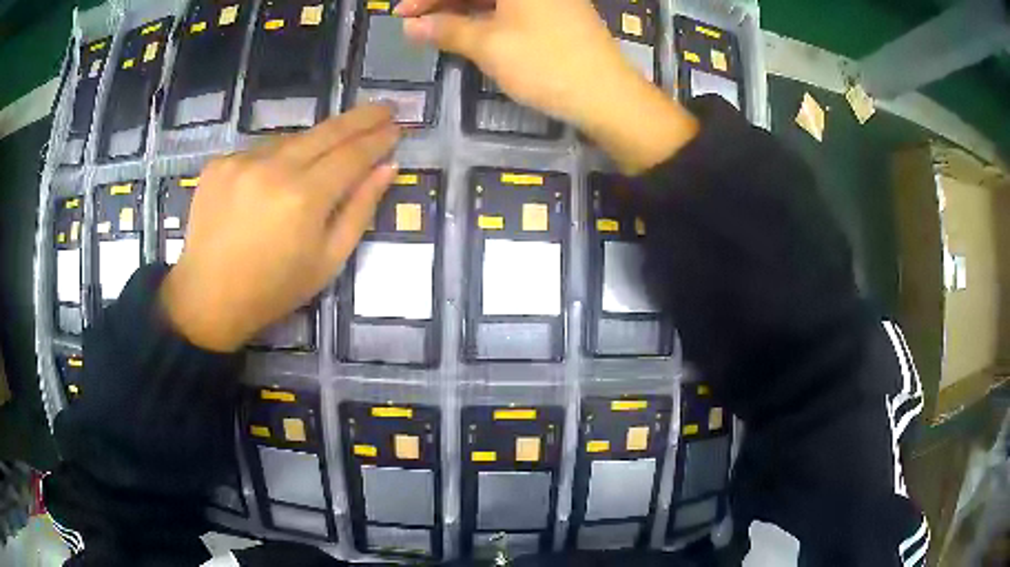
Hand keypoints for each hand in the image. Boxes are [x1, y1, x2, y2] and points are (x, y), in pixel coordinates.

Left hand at [160, 105, 400, 351]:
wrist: (209, 297)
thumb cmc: (274, 288)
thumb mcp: (328, 260)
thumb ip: (360, 210)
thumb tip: (387, 168)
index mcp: (305, 198)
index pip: (352, 154)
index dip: (378, 139)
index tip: (396, 127)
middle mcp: (274, 168)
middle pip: (327, 131)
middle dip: (360, 118)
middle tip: (384, 108)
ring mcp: (241, 161)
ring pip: (291, 140)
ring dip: (312, 145)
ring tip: (317, 164)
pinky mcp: (219, 163)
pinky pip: (259, 151)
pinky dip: (274, 160)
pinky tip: (270, 185)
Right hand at [398, 0, 698, 172]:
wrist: (608, 95)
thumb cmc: (545, 64)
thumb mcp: (489, 45)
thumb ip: (447, 29)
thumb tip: (410, 26)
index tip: (403, 12)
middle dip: (442, 2)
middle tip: (411, 21)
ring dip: (460, 11)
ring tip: (431, 30)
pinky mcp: (556, 15)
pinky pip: (511, 9)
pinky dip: (484, 18)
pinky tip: (465, 32)